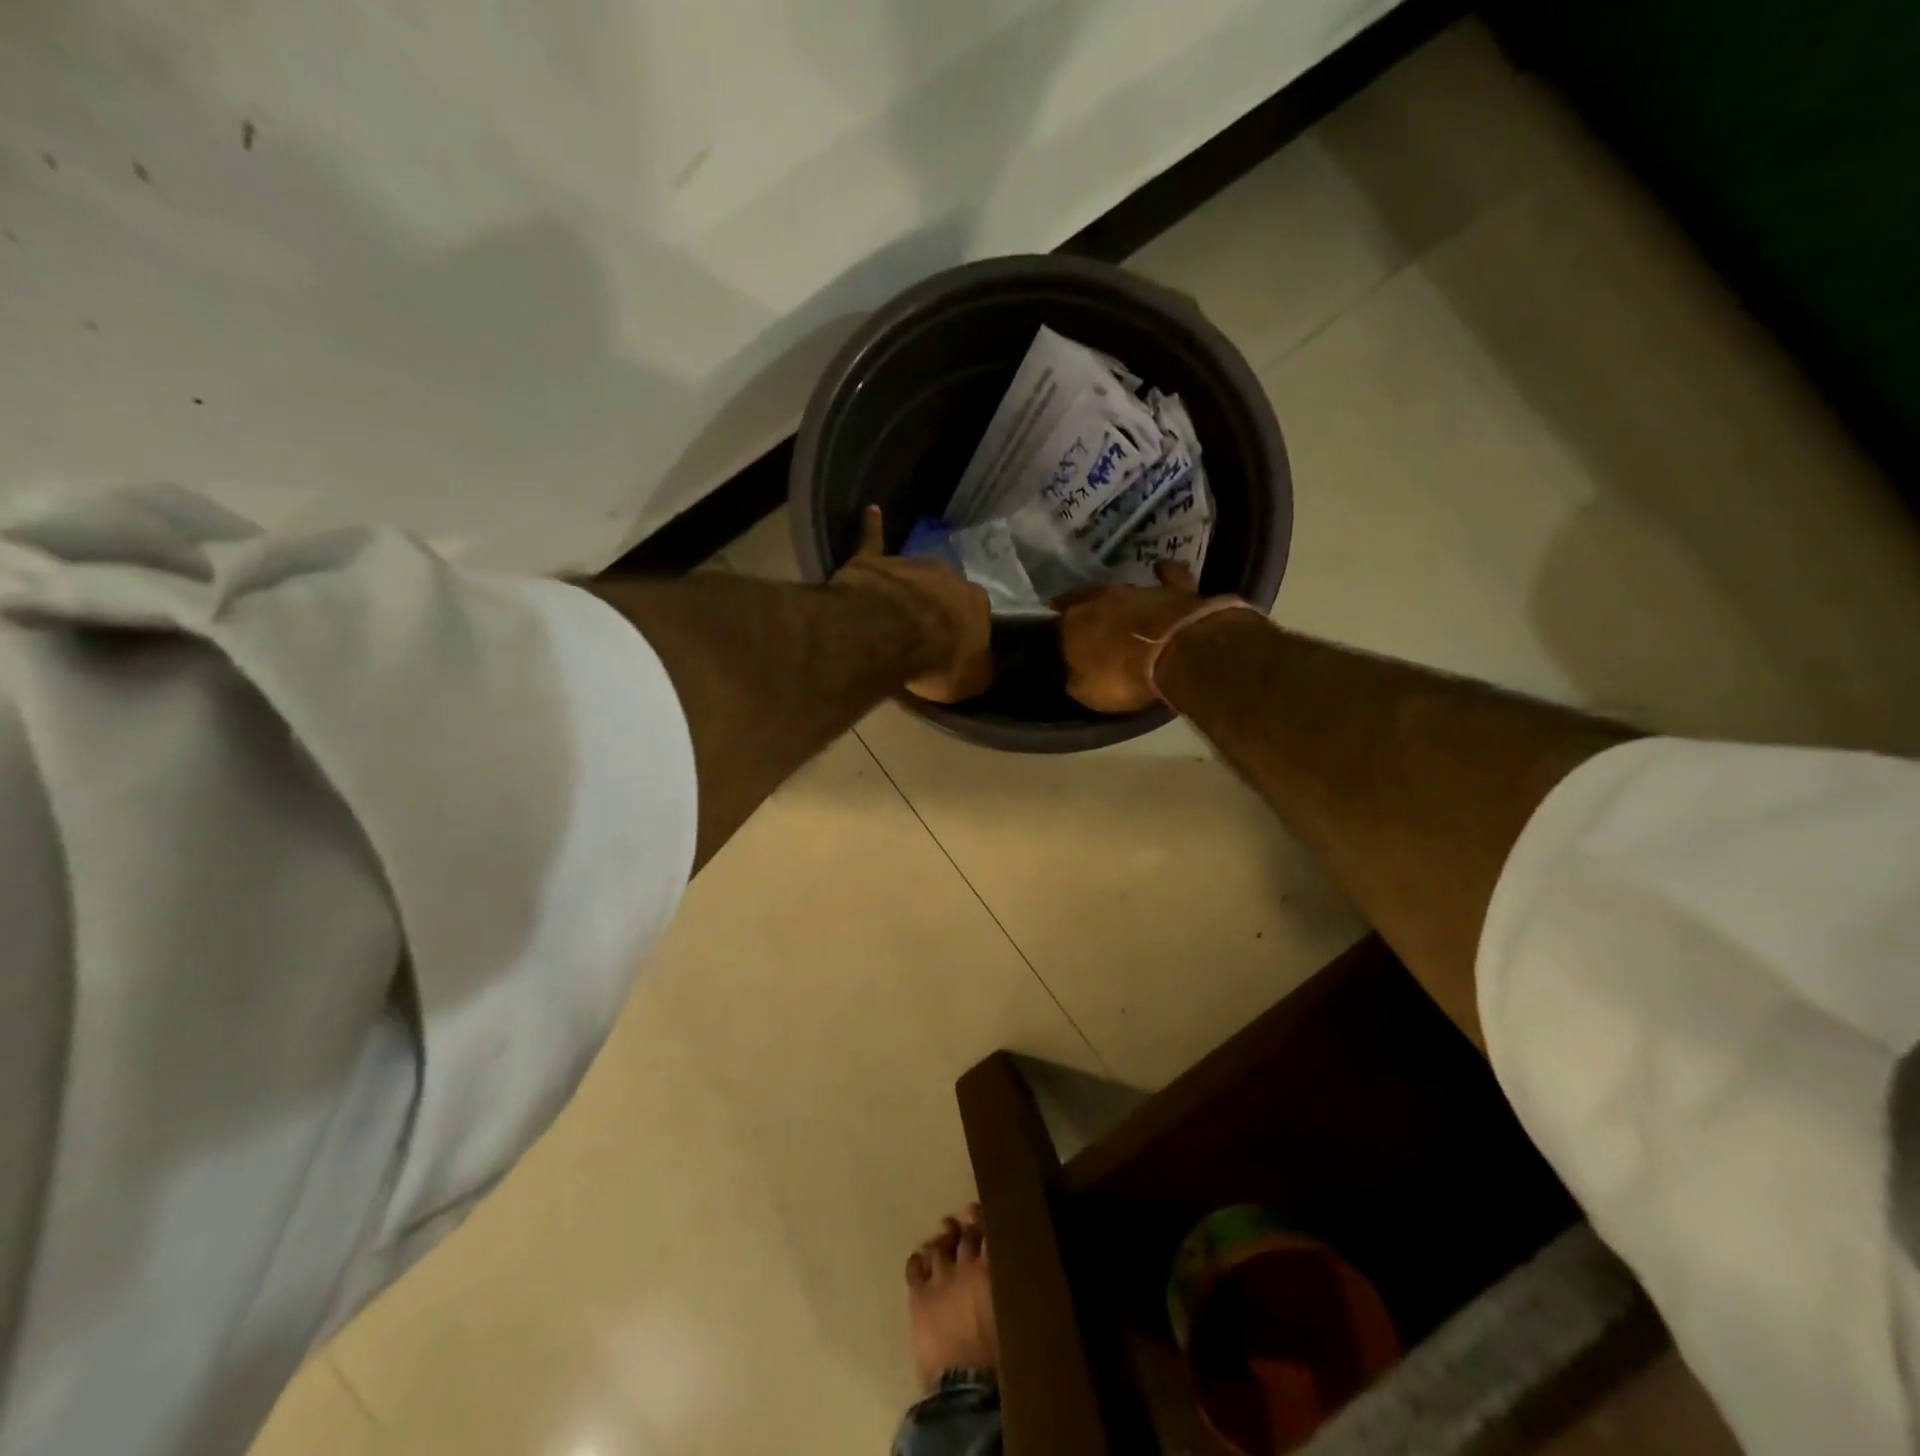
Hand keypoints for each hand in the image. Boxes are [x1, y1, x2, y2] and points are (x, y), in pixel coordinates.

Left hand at [832, 506, 992, 702]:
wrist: (891, 634)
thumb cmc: (937, 661)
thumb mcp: (970, 681)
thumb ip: (976, 670)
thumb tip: (980, 667)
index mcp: (976, 603)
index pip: (975, 615)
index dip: (963, 632)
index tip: (953, 647)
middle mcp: (949, 576)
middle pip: (944, 591)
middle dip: (937, 604)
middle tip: (923, 629)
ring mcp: (911, 565)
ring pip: (913, 574)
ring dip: (908, 586)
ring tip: (895, 605)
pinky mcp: (874, 562)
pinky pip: (873, 541)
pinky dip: (872, 527)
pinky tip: (872, 511)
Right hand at [1054, 561, 1217, 713]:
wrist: (1174, 655)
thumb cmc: (1122, 677)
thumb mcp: (1087, 690)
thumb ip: (1077, 676)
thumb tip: (1076, 672)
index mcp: (1073, 619)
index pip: (1058, 619)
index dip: (1060, 629)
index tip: (1062, 638)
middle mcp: (1101, 597)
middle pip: (1089, 600)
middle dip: (1089, 611)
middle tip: (1091, 625)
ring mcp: (1139, 589)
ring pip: (1123, 591)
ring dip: (1121, 602)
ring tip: (1123, 614)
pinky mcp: (1174, 589)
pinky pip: (1167, 576)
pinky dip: (1164, 574)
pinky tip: (1161, 570)